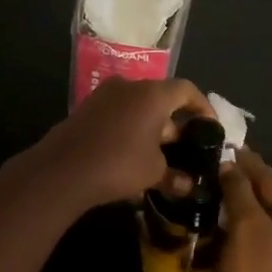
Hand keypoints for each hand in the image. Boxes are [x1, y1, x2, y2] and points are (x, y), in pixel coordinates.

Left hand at [33, 77, 214, 211]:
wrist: (62, 170)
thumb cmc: (119, 164)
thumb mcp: (154, 172)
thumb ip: (174, 175)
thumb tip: (188, 185)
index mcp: (153, 94)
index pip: (186, 90)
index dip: (202, 106)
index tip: (210, 126)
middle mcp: (129, 86)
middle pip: (161, 97)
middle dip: (175, 122)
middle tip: (185, 146)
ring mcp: (104, 96)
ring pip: (138, 106)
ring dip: (151, 126)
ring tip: (160, 153)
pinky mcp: (86, 109)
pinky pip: (118, 114)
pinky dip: (131, 129)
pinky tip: (133, 154)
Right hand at [215, 149, 271, 271]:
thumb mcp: (244, 225)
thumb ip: (238, 189)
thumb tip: (230, 164)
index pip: (271, 179)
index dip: (246, 163)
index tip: (226, 147)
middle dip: (246, 186)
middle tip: (218, 172)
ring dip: (247, 210)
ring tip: (220, 197)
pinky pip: (271, 242)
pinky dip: (252, 232)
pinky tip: (231, 229)